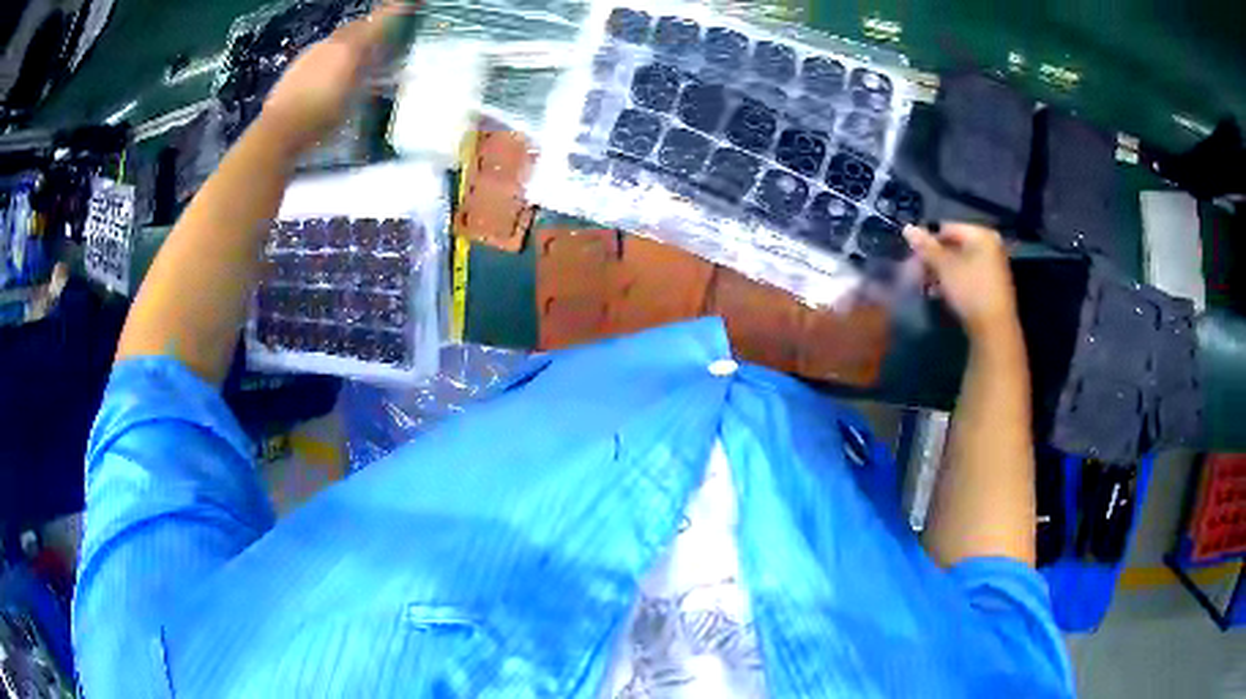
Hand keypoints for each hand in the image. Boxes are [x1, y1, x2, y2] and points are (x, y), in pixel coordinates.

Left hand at [261, 2, 413, 152]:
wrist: (279, 130)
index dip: (392, 11)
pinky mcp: (295, 67)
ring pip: (336, 40)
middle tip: (379, 35)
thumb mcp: (354, 98)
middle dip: (368, 27)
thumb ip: (370, 75)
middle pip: (354, 28)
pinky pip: (320, 53)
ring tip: (355, 59)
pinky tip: (329, 75)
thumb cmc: (321, 115)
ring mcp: (310, 54)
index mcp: (349, 48)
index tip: (406, 3)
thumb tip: (391, 65)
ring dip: (349, 43)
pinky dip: (331, 57)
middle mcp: (330, 44)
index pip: (376, 22)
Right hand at [903, 223, 1019, 339]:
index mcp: (982, 235)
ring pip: (960, 263)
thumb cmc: (970, 291)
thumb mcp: (944, 267)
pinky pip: (968, 276)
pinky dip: (954, 282)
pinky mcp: (992, 286)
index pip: (947, 228)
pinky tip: (941, 295)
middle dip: (935, 260)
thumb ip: (926, 247)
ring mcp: (993, 267)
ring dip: (942, 273)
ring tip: (928, 287)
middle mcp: (991, 246)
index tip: (914, 257)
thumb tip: (907, 228)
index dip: (928, 241)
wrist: (994, 330)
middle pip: (954, 246)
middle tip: (919, 274)